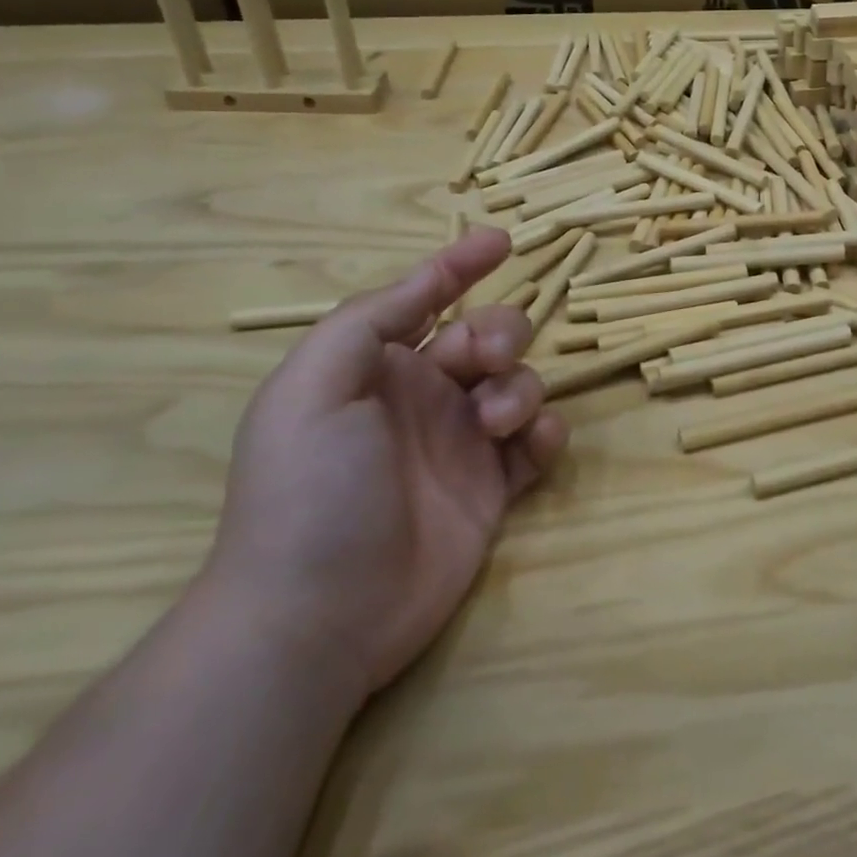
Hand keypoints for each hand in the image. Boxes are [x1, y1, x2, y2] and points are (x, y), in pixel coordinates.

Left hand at [203, 228, 567, 698]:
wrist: (319, 615)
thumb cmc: (310, 489)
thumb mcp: (313, 387)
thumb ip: (367, 321)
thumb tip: (426, 283)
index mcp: (377, 368)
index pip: (426, 299)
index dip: (460, 265)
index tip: (502, 241)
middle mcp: (424, 398)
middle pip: (486, 336)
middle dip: (501, 333)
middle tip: (490, 361)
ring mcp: (462, 444)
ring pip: (519, 384)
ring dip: (520, 388)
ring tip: (495, 425)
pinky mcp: (493, 489)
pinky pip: (537, 443)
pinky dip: (546, 433)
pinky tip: (532, 444)